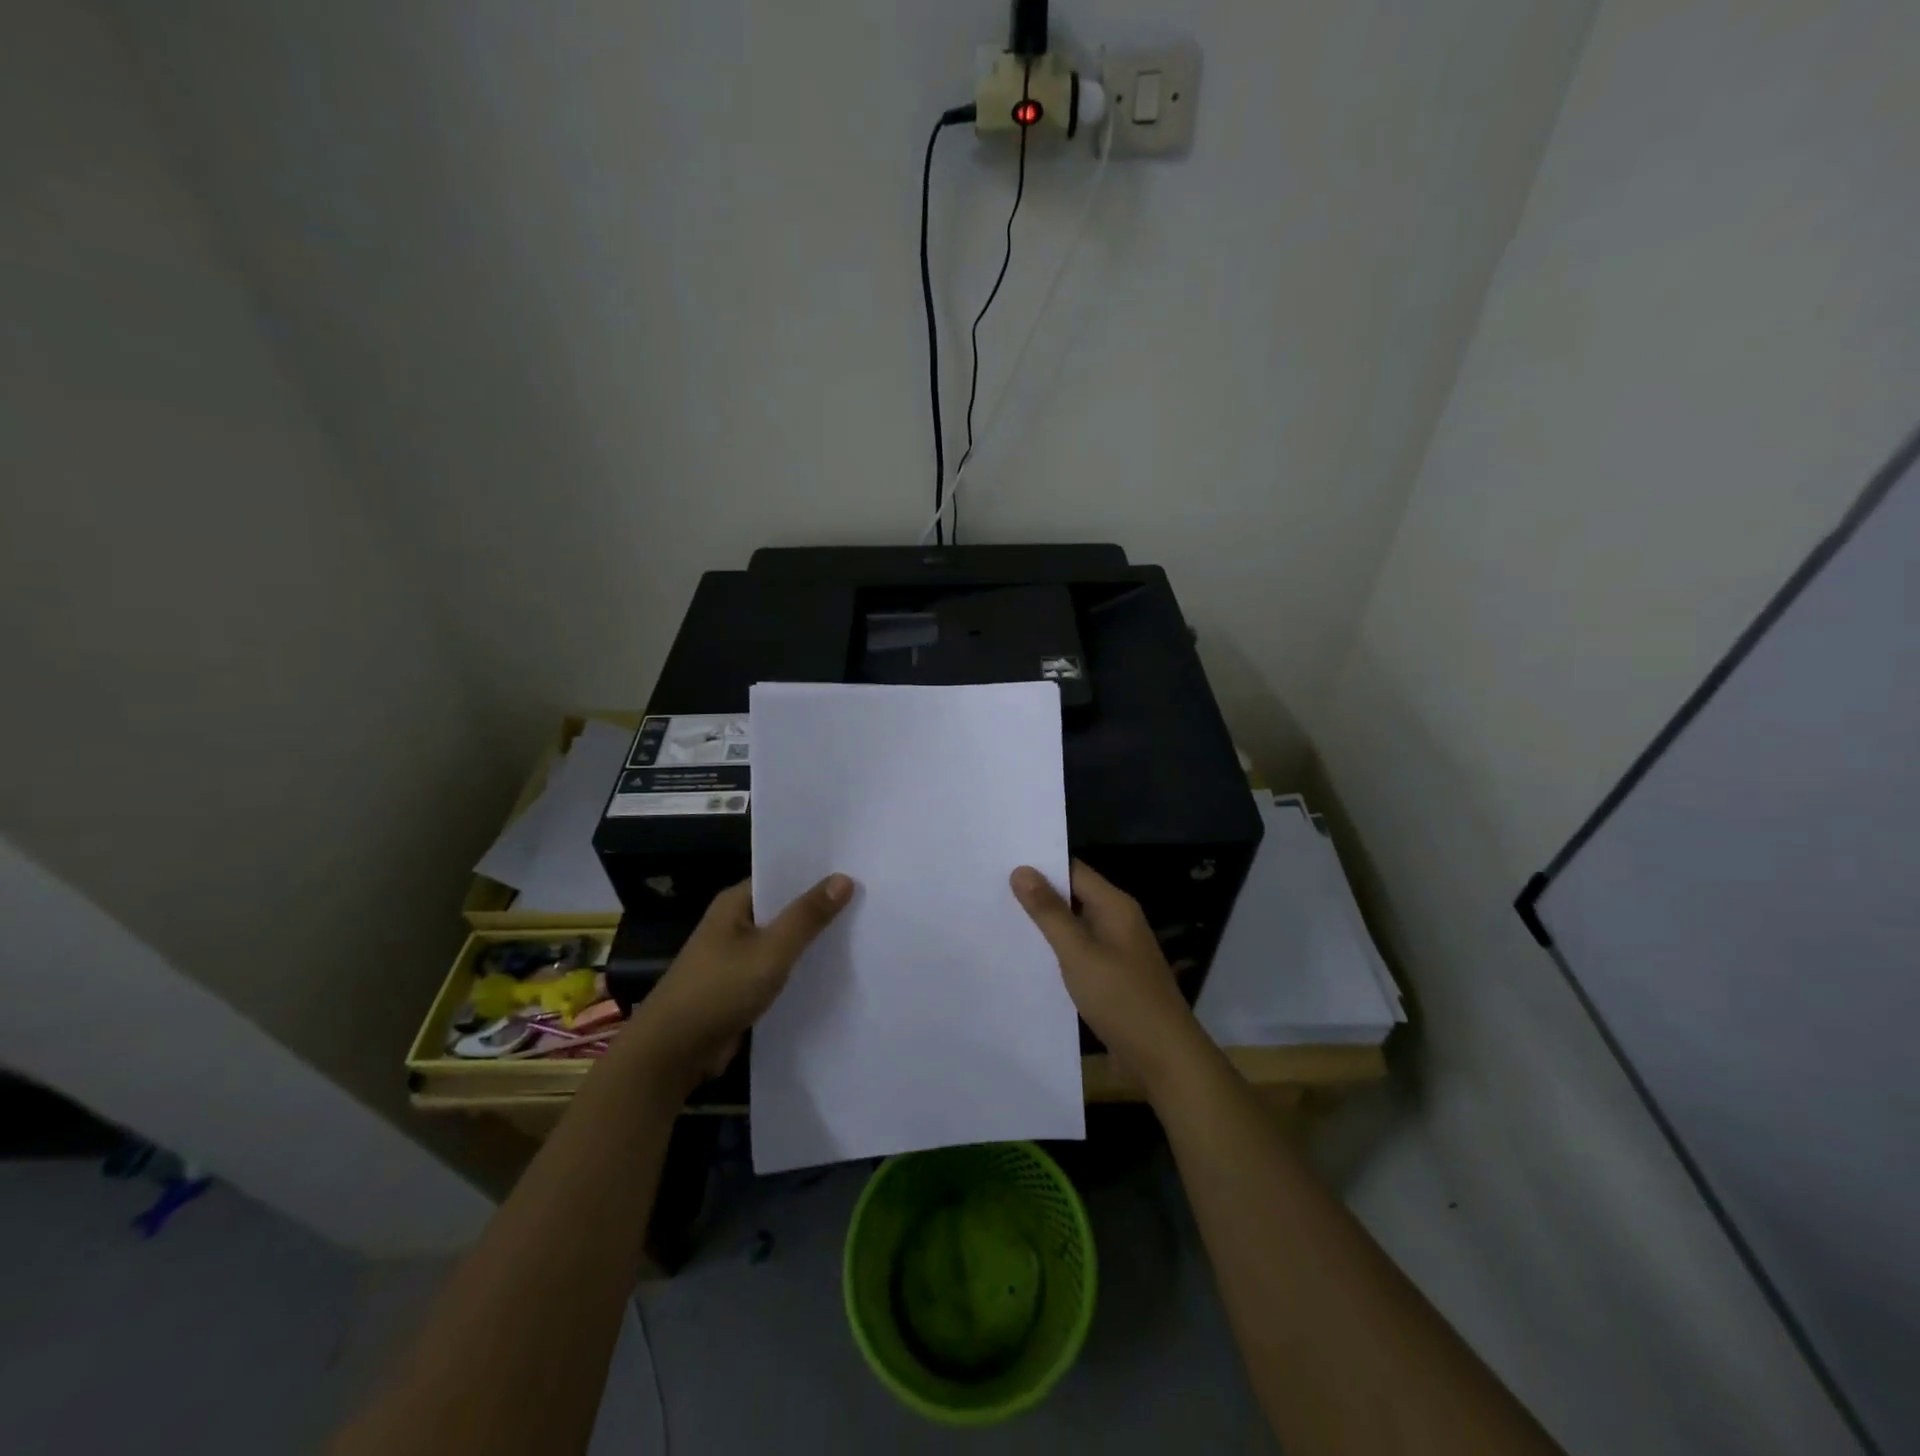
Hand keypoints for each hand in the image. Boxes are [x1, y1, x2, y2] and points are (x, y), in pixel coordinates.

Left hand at [625, 873, 852, 1091]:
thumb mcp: (771, 950)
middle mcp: (735, 923)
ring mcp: (736, 956)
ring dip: (811, 941)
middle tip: (869, 900)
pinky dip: (800, 968)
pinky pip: (777, 968)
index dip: (816, 873)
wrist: (672, 1054)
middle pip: (784, 908)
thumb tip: (844, 878)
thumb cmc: (719, 990)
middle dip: (819, 907)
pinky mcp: (741, 986)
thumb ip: (807, 916)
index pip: (781, 876)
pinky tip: (833, 971)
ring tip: (860, 932)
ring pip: (783, 940)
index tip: (856, 869)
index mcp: (735, 903)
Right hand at [1011, 860, 1206, 1092]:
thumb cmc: (1122, 999)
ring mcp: (1117, 951)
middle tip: (991, 891)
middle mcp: (1118, 921)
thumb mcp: (1079, 953)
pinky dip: (1056, 952)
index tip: (1001, 864)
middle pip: (1073, 896)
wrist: (1164, 1059)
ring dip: (1045, 926)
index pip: (1073, 870)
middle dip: (1037, 895)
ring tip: (999, 921)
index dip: (1040, 865)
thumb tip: (1022, 870)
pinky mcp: (1112, 978)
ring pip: (1074, 927)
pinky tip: (1028, 960)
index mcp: (1115, 906)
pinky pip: (1079, 953)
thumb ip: (1049, 912)